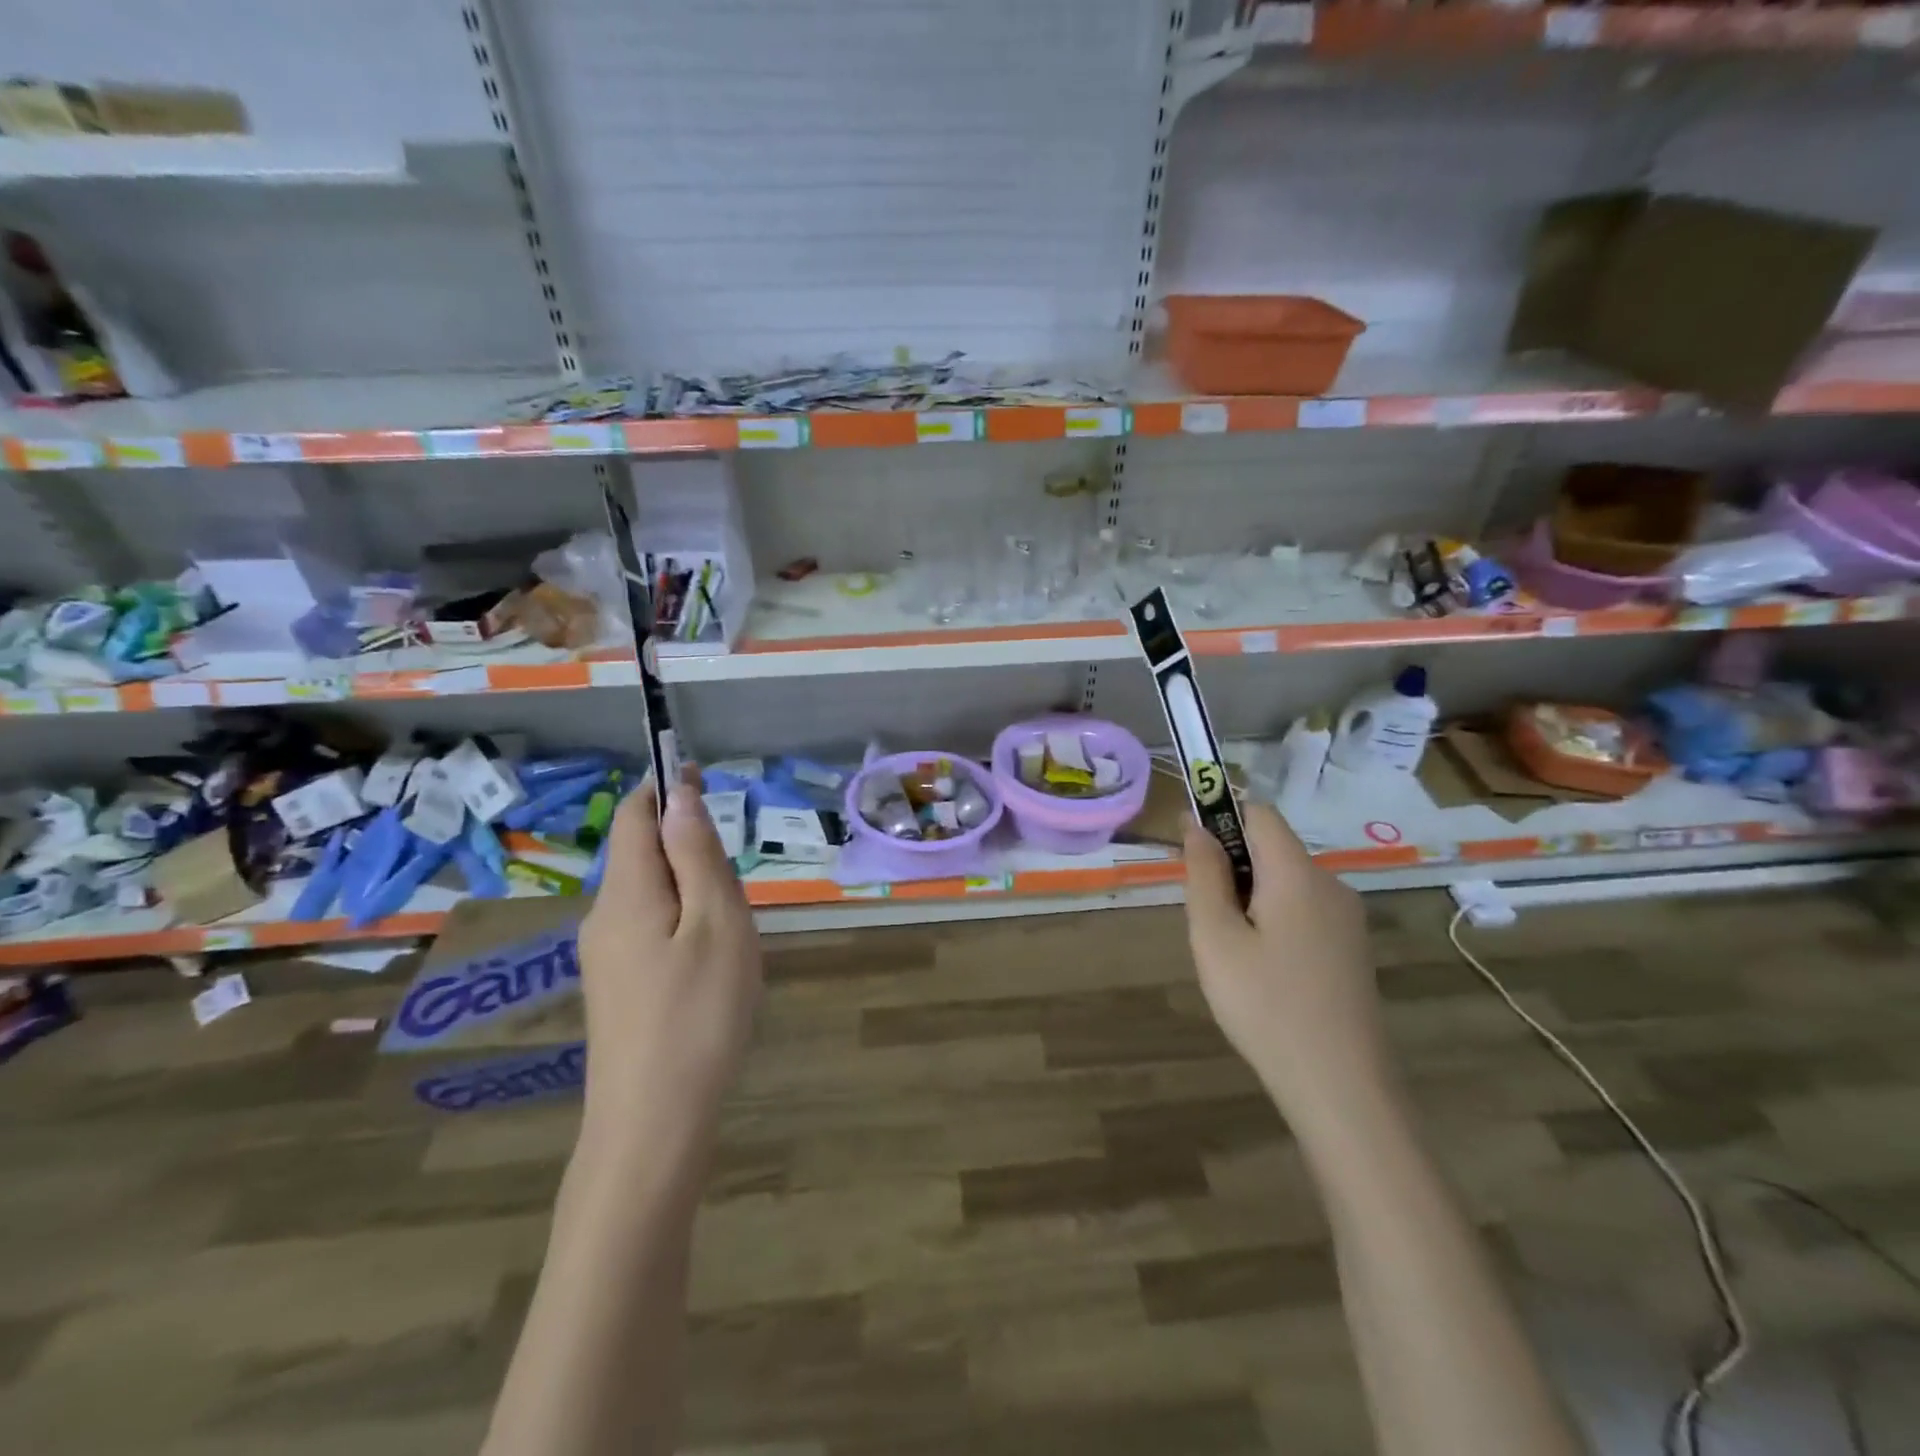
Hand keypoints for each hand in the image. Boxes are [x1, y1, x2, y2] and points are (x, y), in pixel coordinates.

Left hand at [576, 767, 762, 1151]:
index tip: (704, 775)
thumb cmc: (698, 1014)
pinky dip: (683, 922)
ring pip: (651, 895)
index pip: (634, 815)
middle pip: (642, 854)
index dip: (665, 786)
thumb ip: (696, 855)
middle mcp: (603, 916)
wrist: (652, 1123)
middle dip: (688, 847)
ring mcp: (604, 956)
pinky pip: (649, 929)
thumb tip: (680, 795)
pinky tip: (709, 967)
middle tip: (737, 890)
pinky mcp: (614, 987)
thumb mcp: (716, 923)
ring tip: (731, 934)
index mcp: (627, 892)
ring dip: (690, 890)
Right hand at [1183, 803, 1392, 1128]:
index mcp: (1297, 874)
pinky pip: (1304, 912)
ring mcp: (1348, 920)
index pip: (1259, 813)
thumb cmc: (1266, 1006)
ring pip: (1287, 884)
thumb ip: (1204, 875)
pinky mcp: (1353, 950)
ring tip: (1234, 957)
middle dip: (1233, 869)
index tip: (1190, 852)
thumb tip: (1197, 826)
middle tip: (1209, 924)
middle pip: (1273, 850)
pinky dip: (1275, 922)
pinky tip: (1265, 973)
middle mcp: (1331, 885)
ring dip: (1252, 899)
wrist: (1342, 1088)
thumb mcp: (1215, 938)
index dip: (1221, 817)